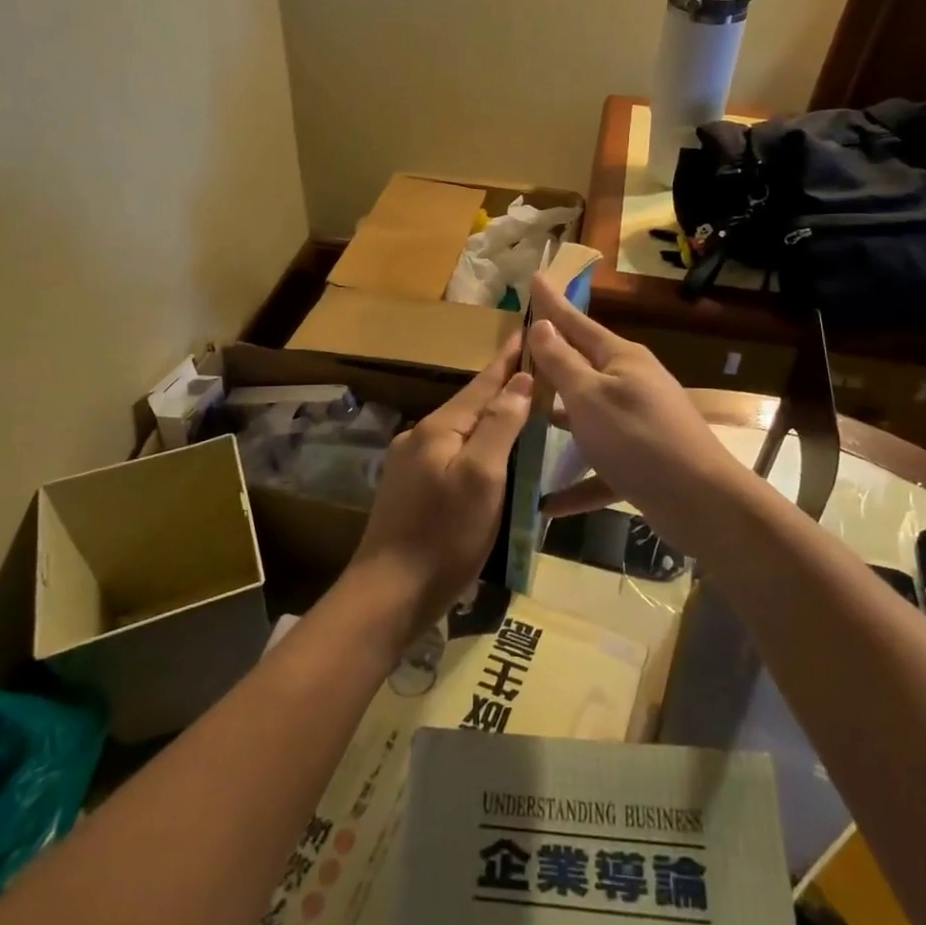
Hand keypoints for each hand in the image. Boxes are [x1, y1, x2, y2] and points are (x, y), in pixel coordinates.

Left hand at [345, 335, 533, 636]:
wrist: (389, 593)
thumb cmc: (444, 535)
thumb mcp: (482, 478)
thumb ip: (499, 426)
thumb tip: (520, 381)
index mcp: (439, 429)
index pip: (482, 383)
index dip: (508, 359)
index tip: (528, 331)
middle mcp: (420, 437)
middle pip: (470, 404)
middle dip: (502, 386)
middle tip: (536, 370)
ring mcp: (411, 464)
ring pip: (460, 430)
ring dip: (490, 417)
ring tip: (521, 409)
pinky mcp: (410, 490)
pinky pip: (452, 453)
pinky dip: (477, 445)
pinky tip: (490, 455)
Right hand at [527, 273, 743, 547]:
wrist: (699, 500)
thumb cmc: (637, 437)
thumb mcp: (589, 396)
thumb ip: (562, 362)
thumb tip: (543, 324)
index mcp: (620, 359)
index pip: (577, 322)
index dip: (552, 302)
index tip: (534, 277)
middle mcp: (631, 384)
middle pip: (583, 366)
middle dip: (551, 359)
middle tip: (518, 349)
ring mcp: (638, 422)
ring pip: (588, 414)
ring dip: (560, 417)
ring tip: (525, 414)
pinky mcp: (640, 461)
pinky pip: (600, 467)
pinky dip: (577, 482)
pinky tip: (548, 502)